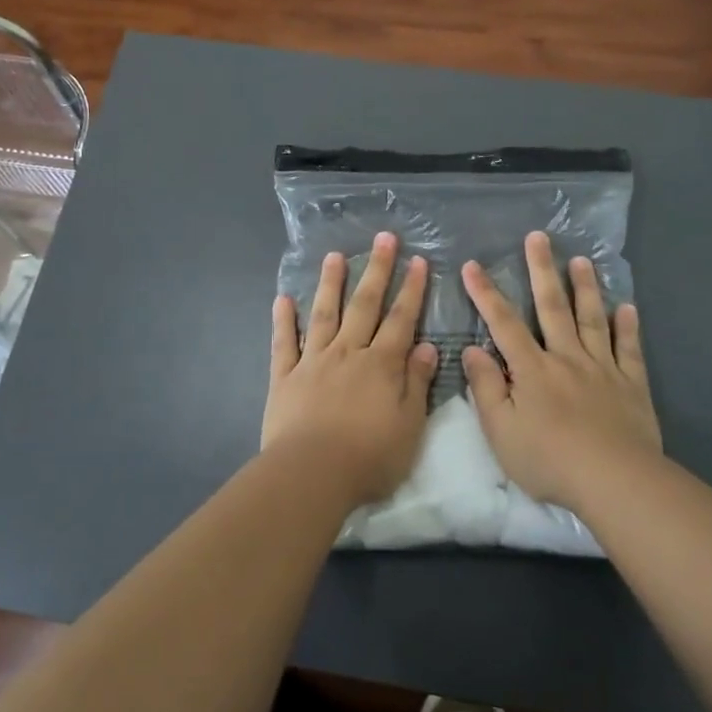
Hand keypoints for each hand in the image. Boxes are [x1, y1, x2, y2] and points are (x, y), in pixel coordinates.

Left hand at [264, 232, 439, 507]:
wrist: (312, 473)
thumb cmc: (369, 457)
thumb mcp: (410, 425)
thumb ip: (417, 383)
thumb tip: (428, 347)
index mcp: (381, 365)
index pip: (401, 319)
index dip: (411, 289)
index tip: (418, 260)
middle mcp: (348, 353)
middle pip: (364, 305)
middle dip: (376, 270)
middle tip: (383, 238)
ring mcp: (313, 361)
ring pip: (324, 314)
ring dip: (330, 283)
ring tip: (334, 256)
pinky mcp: (284, 377)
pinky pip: (284, 343)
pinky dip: (283, 320)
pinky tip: (283, 299)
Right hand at [461, 231, 662, 508]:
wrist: (614, 481)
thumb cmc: (549, 460)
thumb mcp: (501, 430)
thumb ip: (486, 387)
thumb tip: (472, 349)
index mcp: (532, 369)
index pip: (503, 323)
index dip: (486, 293)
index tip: (473, 265)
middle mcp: (567, 358)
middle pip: (553, 307)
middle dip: (542, 270)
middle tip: (539, 237)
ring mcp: (602, 368)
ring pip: (592, 319)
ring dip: (586, 287)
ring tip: (581, 260)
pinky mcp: (631, 385)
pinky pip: (629, 349)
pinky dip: (627, 327)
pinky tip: (627, 308)